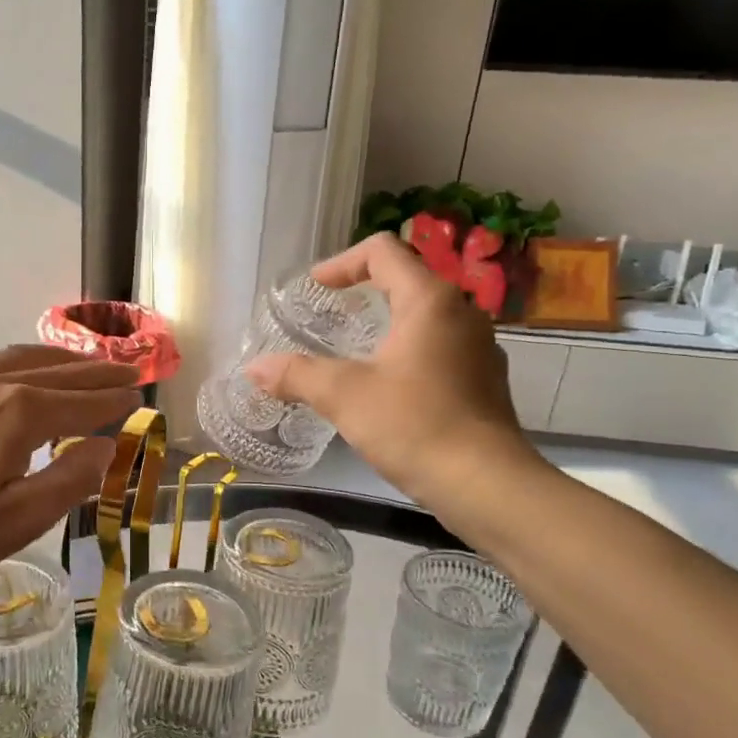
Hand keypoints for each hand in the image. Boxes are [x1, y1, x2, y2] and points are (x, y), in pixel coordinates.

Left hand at [0, 346, 137, 592]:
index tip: (142, 397)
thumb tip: (106, 447)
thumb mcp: (17, 521)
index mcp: (19, 413)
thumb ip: (69, 481)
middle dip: (99, 372)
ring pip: (25, 358)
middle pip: (60, 372)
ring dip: (63, 360)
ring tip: (88, 364)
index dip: (115, 402)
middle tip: (130, 371)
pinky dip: (25, 361)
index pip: (83, 402)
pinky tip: (25, 372)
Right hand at [246, 234, 540, 514]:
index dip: (343, 262)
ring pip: (426, 317)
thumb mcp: (344, 396)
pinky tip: (388, 389)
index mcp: (430, 301)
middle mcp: (462, 313)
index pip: (383, 252)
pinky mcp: (484, 381)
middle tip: (330, 316)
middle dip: (364, 292)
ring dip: (388, 324)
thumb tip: (253, 369)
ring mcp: (479, 348)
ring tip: (354, 353)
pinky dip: (407, 353)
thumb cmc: (414, 425)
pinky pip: (439, 349)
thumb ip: (296, 375)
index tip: (316, 288)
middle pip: (407, 280)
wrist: (485, 484)